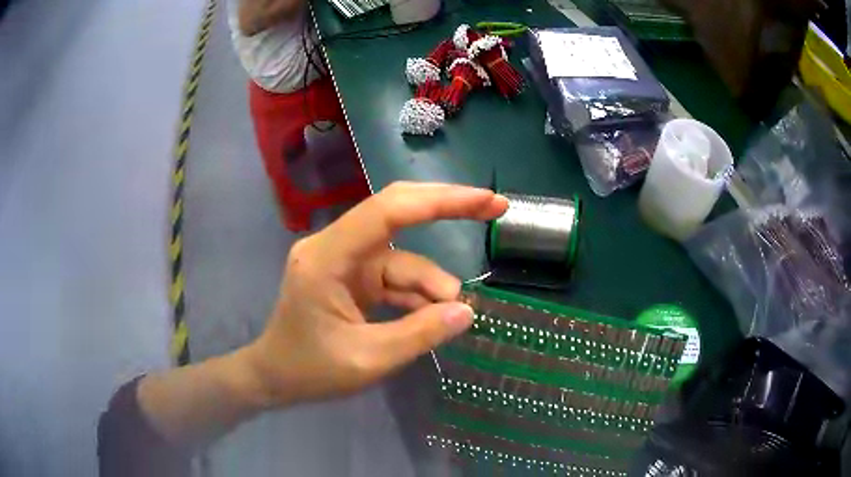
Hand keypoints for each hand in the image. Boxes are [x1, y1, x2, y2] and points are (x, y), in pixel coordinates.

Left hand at [243, 182, 507, 406]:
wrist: (275, 378)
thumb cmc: (309, 371)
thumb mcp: (367, 360)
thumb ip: (419, 334)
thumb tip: (466, 311)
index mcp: (327, 257)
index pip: (389, 211)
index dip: (441, 200)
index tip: (486, 201)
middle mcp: (335, 246)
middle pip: (397, 211)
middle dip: (447, 209)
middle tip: (495, 209)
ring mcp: (344, 260)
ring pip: (402, 258)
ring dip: (431, 284)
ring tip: (454, 315)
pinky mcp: (352, 276)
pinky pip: (394, 276)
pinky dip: (416, 295)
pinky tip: (433, 316)